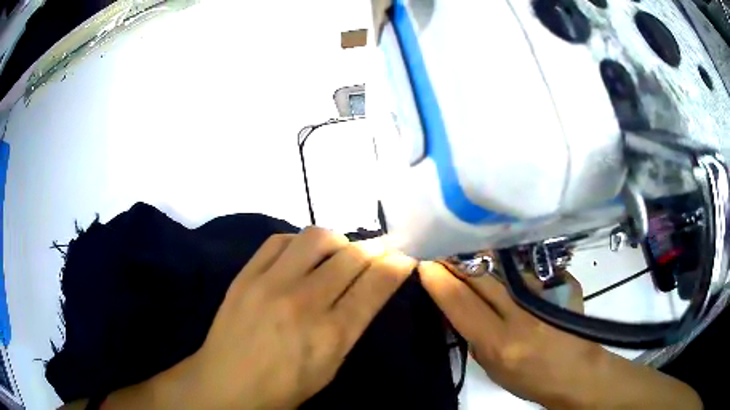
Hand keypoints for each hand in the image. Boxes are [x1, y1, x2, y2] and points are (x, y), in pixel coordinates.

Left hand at [114, 227, 415, 409]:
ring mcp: (270, 284)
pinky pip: (280, 240)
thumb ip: (352, 323)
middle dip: (374, 249)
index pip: (375, 285)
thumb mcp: (330, 366)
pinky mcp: (245, 274)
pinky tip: (302, 255)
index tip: (405, 257)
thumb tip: (372, 287)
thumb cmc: (285, 386)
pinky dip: (299, 242)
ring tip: (337, 253)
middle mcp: (303, 303)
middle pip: (352, 256)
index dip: (396, 265)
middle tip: (376, 253)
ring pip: (317, 237)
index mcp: (331, 335)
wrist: (227, 383)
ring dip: (338, 241)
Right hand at [418, 262, 700, 408]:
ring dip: (479, 253)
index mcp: (499, 342)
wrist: (577, 372)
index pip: (458, 300)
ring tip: (463, 242)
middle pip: (479, 274)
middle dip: (454, 256)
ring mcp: (544, 293)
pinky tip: (500, 253)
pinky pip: (524, 265)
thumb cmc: (530, 381)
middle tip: (439, 243)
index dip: (436, 277)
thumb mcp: (492, 368)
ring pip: (502, 263)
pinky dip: (507, 259)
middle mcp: (520, 313)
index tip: (422, 259)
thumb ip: (473, 336)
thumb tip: (456, 306)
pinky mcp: (560, 282)